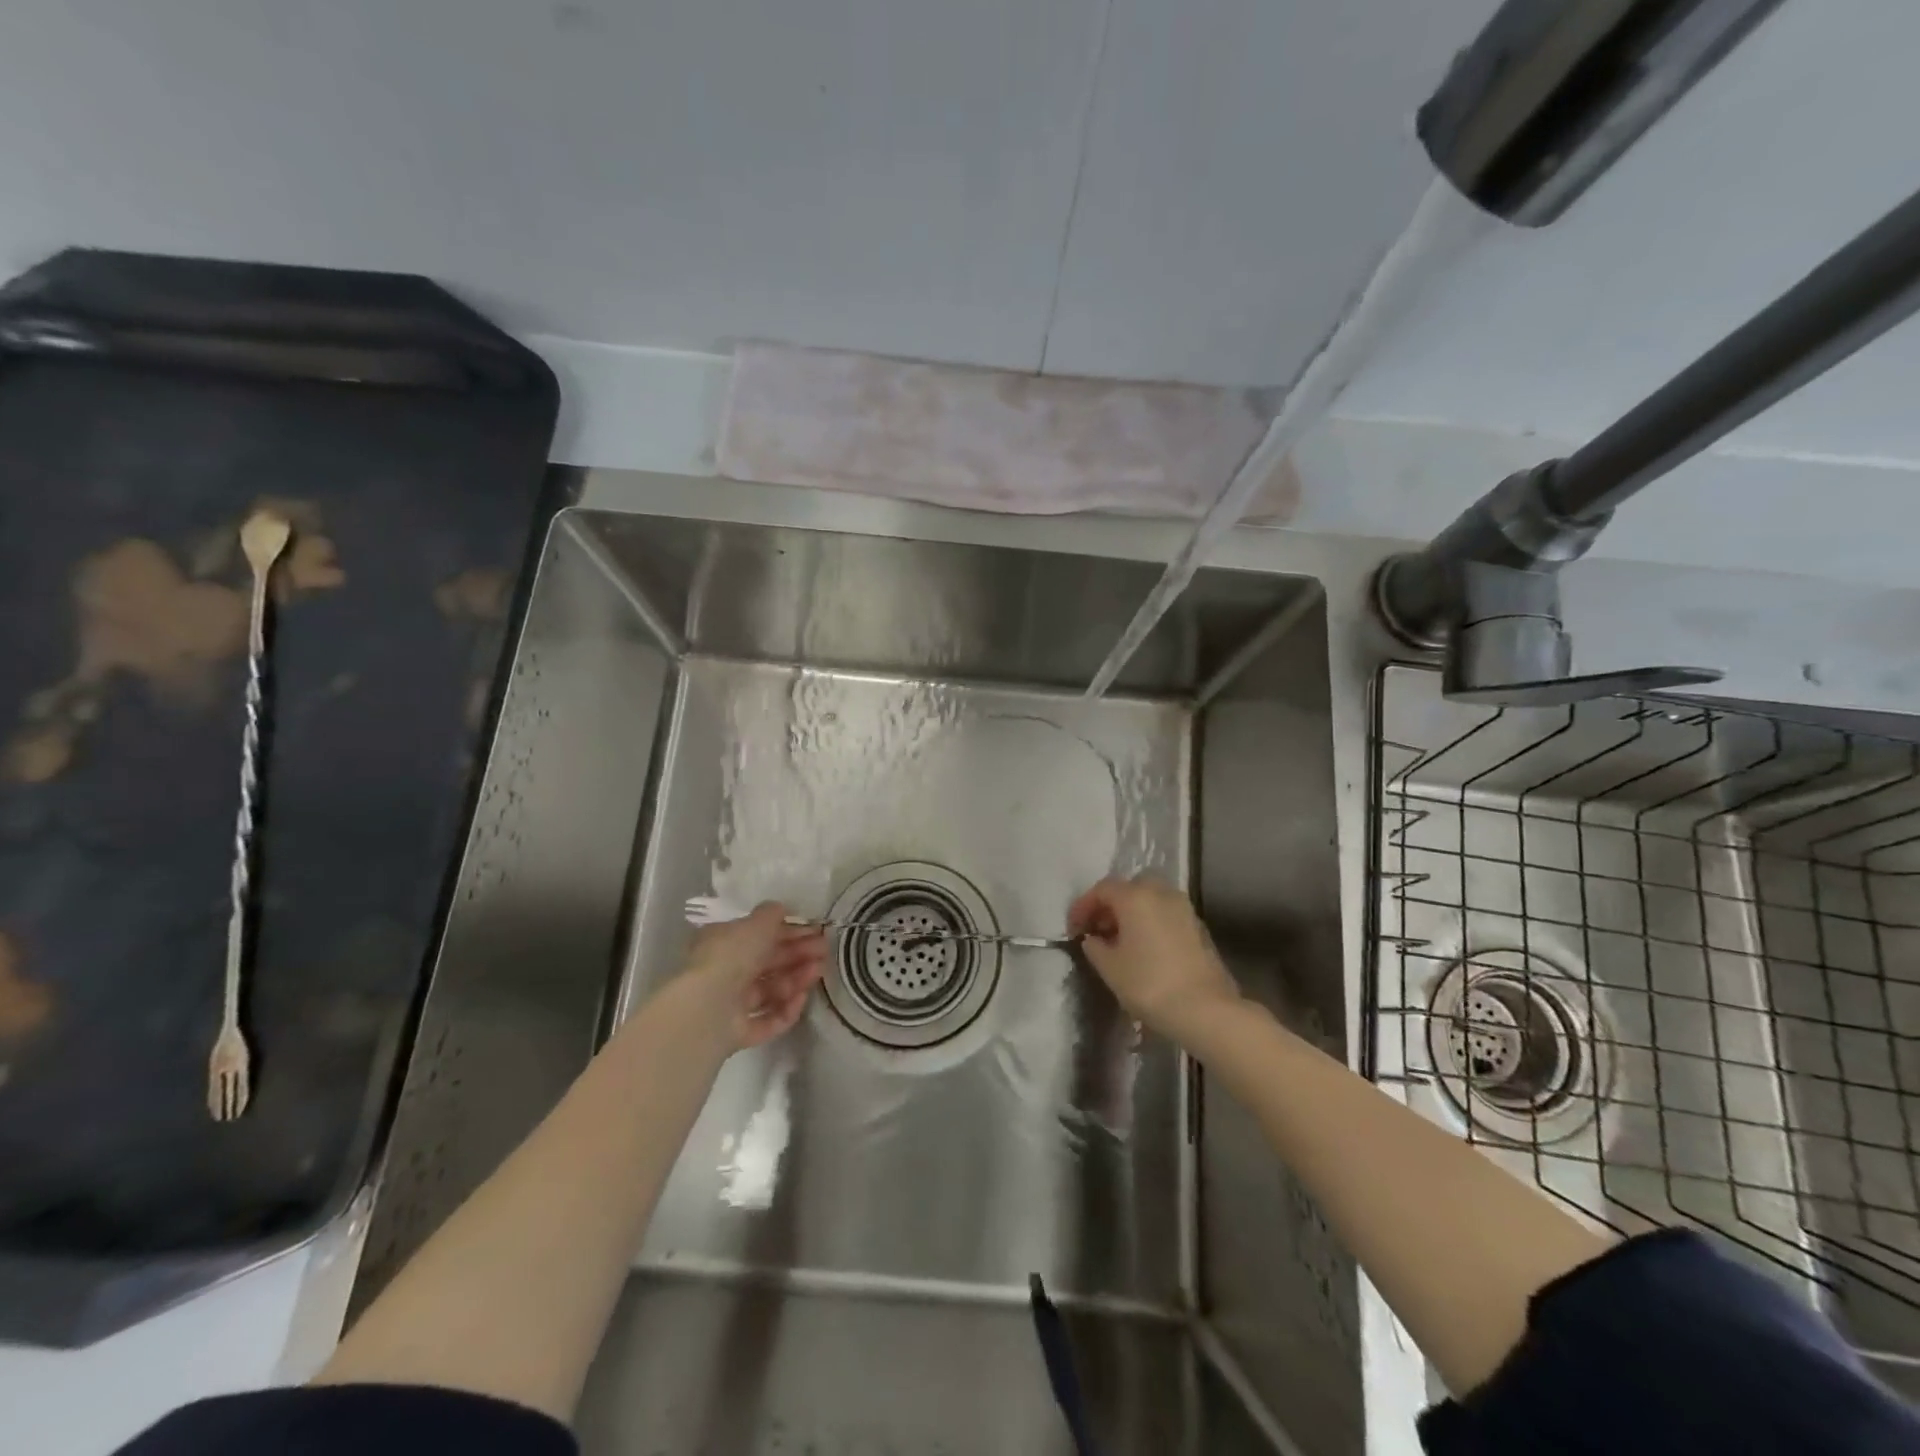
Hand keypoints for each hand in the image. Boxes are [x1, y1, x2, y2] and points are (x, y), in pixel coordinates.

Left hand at [676, 903, 826, 1050]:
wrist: (707, 1008)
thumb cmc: (731, 956)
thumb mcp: (755, 924)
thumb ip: (771, 915)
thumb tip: (781, 910)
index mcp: (722, 943)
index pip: (759, 936)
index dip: (789, 931)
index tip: (815, 931)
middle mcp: (724, 972)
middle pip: (767, 963)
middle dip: (798, 954)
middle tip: (825, 950)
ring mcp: (729, 1005)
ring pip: (769, 991)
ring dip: (796, 979)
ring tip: (818, 971)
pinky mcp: (737, 1033)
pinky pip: (767, 1020)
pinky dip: (785, 1010)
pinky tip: (801, 999)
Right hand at [1067, 876, 1239, 1043]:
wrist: (1205, 1009)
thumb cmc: (1149, 984)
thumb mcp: (1109, 968)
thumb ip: (1095, 946)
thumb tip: (1094, 938)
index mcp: (1135, 896)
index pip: (1102, 890)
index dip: (1083, 906)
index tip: (1073, 929)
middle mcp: (1161, 893)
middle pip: (1130, 888)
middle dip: (1111, 904)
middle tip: (1099, 929)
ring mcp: (1184, 909)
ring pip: (1152, 899)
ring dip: (1133, 913)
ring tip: (1120, 940)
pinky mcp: (1199, 928)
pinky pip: (1167, 915)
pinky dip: (1151, 922)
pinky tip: (1145, 948)